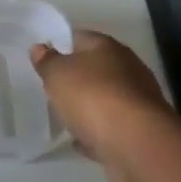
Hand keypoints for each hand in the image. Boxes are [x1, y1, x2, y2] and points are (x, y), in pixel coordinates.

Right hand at [31, 31, 173, 181]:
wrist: (137, 144)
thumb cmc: (93, 97)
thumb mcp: (58, 74)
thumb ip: (47, 61)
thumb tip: (40, 48)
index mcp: (108, 47)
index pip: (81, 37)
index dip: (62, 45)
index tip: (45, 58)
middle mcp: (128, 69)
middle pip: (97, 68)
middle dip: (78, 77)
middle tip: (54, 88)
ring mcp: (138, 101)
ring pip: (107, 98)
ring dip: (89, 106)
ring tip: (66, 115)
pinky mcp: (141, 131)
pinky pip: (112, 127)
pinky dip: (98, 132)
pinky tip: (82, 140)